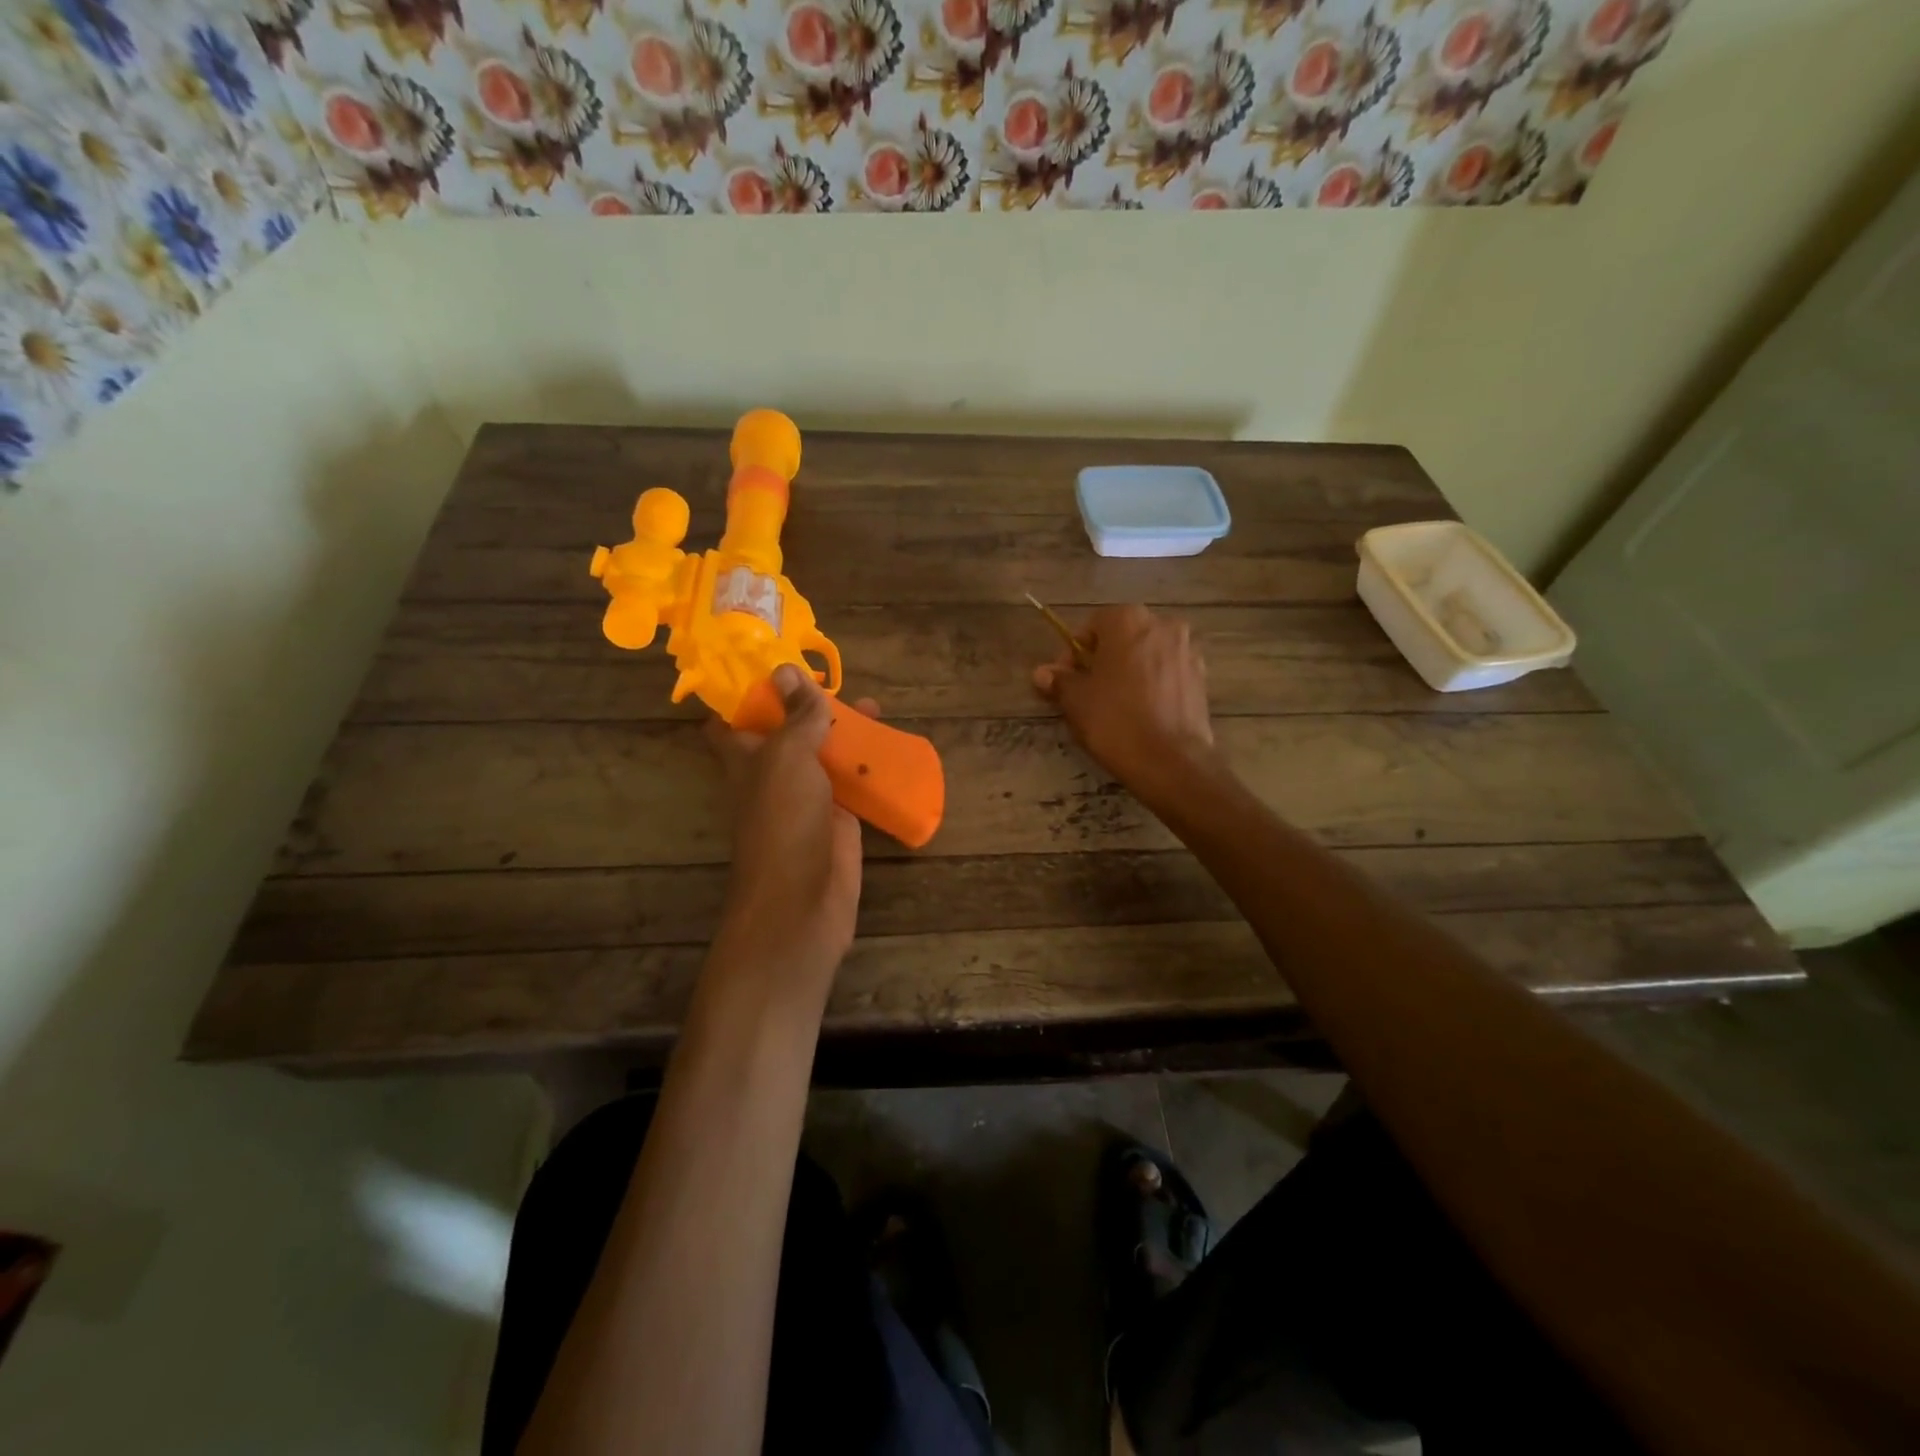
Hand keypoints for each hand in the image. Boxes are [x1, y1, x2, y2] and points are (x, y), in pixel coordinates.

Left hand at [705, 664, 875, 988]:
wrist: (803, 900)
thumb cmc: (783, 820)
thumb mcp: (787, 757)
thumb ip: (795, 716)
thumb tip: (786, 669)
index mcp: (746, 757)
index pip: (732, 719)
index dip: (745, 692)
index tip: (771, 663)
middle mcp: (773, 774)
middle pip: (788, 731)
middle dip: (809, 705)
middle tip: (836, 678)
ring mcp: (807, 797)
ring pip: (824, 755)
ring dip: (846, 731)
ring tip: (875, 705)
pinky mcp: (839, 819)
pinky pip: (852, 784)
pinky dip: (868, 766)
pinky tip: (891, 748)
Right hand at [1032, 604, 1218, 801]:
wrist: (1171, 761)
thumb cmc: (1115, 721)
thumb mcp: (1076, 700)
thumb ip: (1060, 680)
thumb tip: (1042, 673)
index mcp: (1128, 620)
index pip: (1093, 625)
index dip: (1074, 652)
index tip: (1065, 679)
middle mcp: (1163, 625)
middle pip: (1123, 637)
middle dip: (1103, 659)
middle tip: (1087, 691)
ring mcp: (1187, 651)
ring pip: (1147, 654)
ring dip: (1129, 670)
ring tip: (1115, 703)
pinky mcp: (1201, 678)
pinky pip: (1167, 673)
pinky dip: (1152, 684)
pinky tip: (1141, 712)